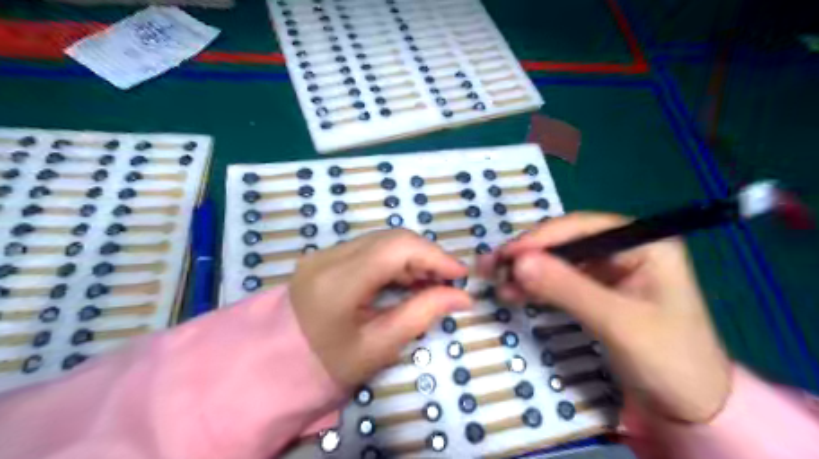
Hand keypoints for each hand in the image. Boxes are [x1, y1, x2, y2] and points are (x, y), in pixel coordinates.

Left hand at [290, 227, 469, 386]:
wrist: (278, 364)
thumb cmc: (330, 364)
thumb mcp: (380, 346)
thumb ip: (422, 314)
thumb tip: (461, 296)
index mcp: (338, 282)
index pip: (396, 249)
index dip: (434, 255)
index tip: (460, 274)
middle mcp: (328, 257)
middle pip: (391, 239)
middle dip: (426, 256)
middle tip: (446, 281)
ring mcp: (323, 254)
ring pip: (382, 240)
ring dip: (411, 257)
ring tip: (428, 282)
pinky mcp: (324, 256)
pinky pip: (369, 248)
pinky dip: (394, 259)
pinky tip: (404, 279)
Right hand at [477, 211, 731, 423]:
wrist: (689, 408)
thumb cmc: (668, 361)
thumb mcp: (617, 322)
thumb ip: (567, 289)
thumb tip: (518, 262)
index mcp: (644, 243)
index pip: (582, 228)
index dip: (541, 238)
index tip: (506, 255)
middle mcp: (624, 249)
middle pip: (565, 242)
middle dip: (528, 255)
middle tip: (491, 267)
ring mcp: (608, 271)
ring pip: (558, 261)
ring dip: (526, 271)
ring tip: (495, 282)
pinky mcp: (596, 291)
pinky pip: (559, 281)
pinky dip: (535, 286)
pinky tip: (513, 293)